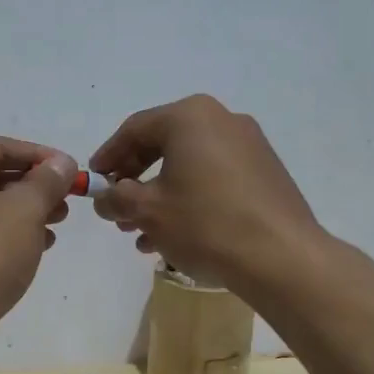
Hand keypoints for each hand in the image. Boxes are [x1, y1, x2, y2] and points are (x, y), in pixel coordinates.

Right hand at [89, 95, 321, 294]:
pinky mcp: (265, 172)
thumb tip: (103, 198)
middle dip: (135, 180)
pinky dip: (190, 199)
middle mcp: (222, 119)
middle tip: (117, 209)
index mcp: (190, 117)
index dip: (108, 157)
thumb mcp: (147, 211)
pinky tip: (176, 236)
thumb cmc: (205, 224)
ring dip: (160, 196)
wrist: (280, 256)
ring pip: (189, 166)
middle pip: (163, 145)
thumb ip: (116, 198)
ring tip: (141, 233)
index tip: (92, 182)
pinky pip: (214, 178)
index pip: (134, 129)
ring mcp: (250, 145)